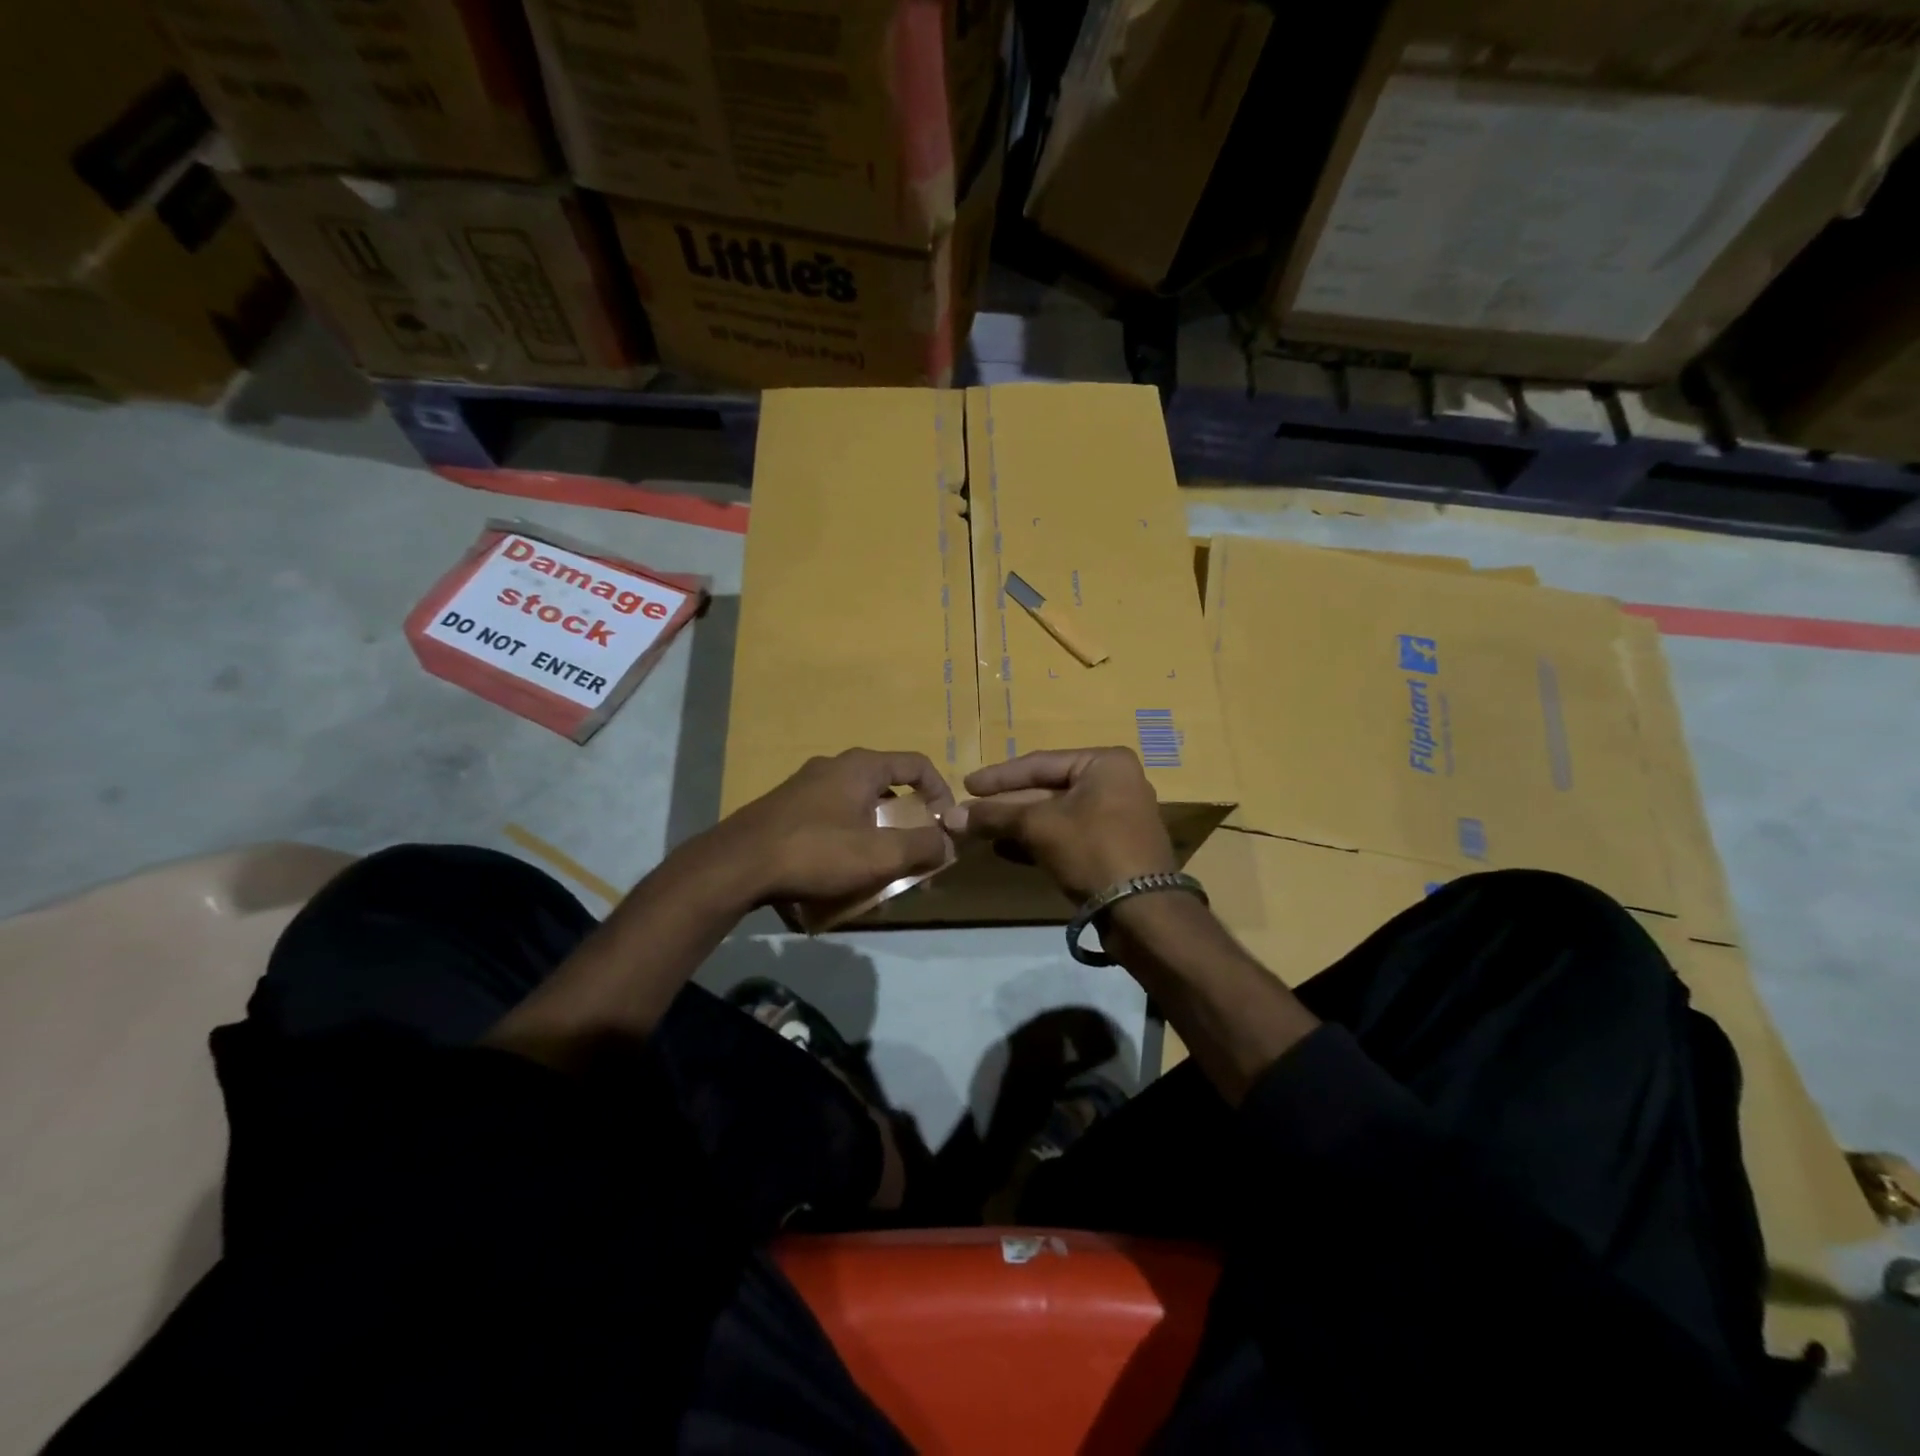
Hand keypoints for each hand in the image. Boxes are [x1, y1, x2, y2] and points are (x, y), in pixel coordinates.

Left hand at [709, 749, 955, 907]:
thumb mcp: (880, 854)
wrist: (736, 866)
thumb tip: (947, 842)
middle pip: (887, 788)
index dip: (940, 793)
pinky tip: (839, 876)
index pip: (917, 764)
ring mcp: (804, 787)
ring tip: (878, 872)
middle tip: (914, 856)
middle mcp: (833, 767)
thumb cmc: (816, 852)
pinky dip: (847, 842)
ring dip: (876, 836)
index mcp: (861, 767)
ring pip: (857, 807)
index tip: (945, 826)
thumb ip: (922, 846)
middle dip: (907, 824)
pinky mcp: (784, 810)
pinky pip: (831, 821)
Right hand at [945, 747, 1174, 903]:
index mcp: (1105, 763)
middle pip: (1047, 789)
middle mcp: (1115, 783)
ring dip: (1016, 825)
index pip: (1040, 763)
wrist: (1143, 912)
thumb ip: (995, 816)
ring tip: (979, 832)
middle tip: (968, 813)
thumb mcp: (1038, 826)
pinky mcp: (1112, 848)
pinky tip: (1004, 849)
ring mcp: (1116, 817)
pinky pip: (1066, 836)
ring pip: (1054, 815)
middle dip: (1005, 805)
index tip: (966, 784)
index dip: (999, 776)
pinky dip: (1036, 841)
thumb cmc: (1092, 850)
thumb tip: (949, 815)